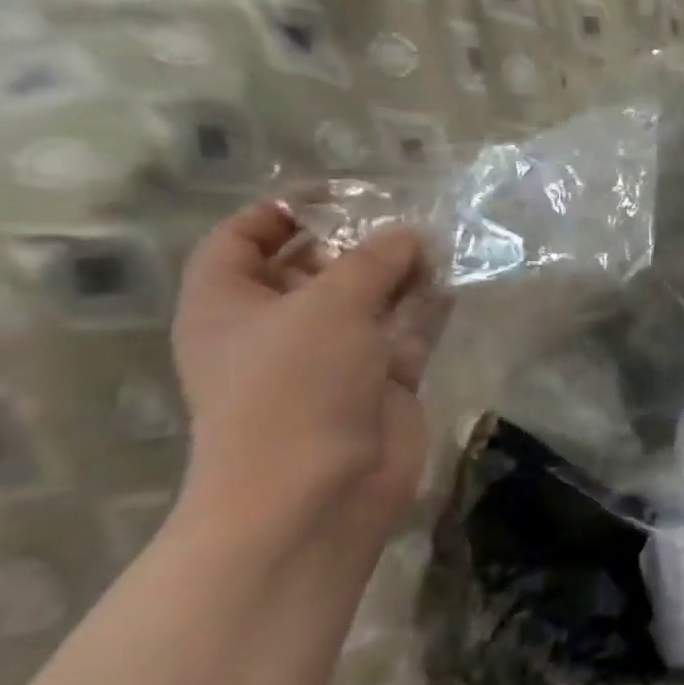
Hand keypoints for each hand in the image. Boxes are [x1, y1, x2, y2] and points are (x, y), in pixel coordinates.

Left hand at [171, 203, 444, 548]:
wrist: (319, 489)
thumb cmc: (296, 386)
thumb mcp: (330, 303)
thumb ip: (374, 258)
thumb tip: (409, 234)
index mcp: (230, 305)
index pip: (240, 240)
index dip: (279, 211)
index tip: (336, 194)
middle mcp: (277, 327)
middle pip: (313, 265)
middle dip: (357, 240)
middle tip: (403, 217)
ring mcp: (331, 356)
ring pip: (367, 298)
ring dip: (400, 271)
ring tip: (438, 243)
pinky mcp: (379, 379)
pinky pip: (405, 330)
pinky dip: (426, 307)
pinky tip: (453, 282)